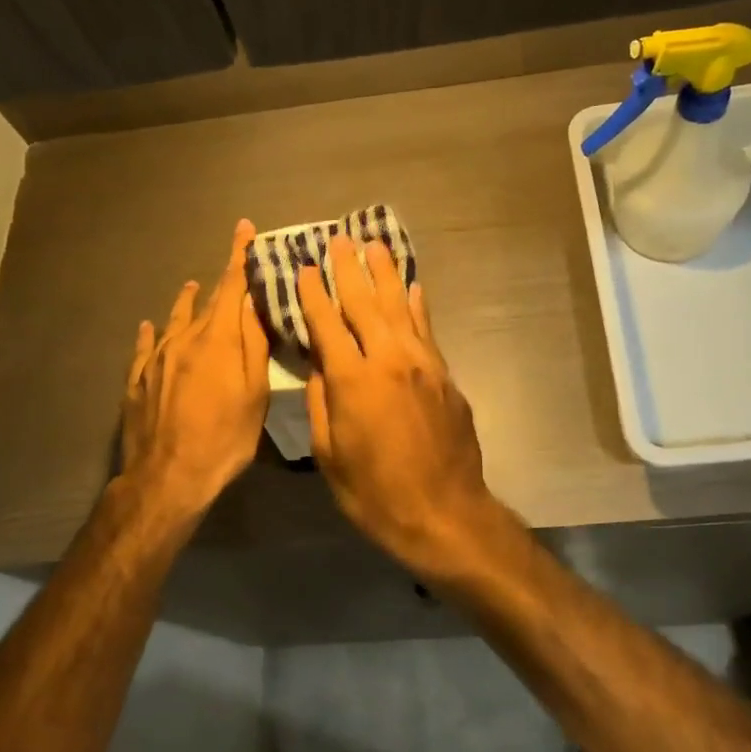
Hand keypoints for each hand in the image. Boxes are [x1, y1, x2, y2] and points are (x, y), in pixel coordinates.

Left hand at [120, 218, 270, 516]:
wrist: (167, 475)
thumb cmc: (224, 437)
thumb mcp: (254, 394)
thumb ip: (254, 345)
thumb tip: (253, 302)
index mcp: (217, 340)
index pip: (231, 287)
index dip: (239, 256)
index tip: (243, 228)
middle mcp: (184, 340)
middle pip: (206, 302)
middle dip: (221, 280)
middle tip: (233, 263)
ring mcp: (157, 359)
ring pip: (174, 319)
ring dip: (187, 302)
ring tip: (192, 288)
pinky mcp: (138, 380)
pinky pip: (146, 346)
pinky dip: (152, 332)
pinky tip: (149, 325)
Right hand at [297, 234, 504, 580]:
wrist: (443, 512)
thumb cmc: (375, 493)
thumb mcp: (330, 455)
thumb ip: (320, 403)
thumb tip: (319, 365)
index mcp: (353, 381)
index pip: (327, 325)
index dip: (314, 295)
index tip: (305, 267)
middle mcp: (389, 360)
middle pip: (366, 304)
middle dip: (350, 269)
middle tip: (340, 239)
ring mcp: (422, 365)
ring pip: (400, 308)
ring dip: (386, 274)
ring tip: (375, 245)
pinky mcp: (445, 375)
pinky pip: (427, 330)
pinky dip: (417, 305)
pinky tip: (413, 287)